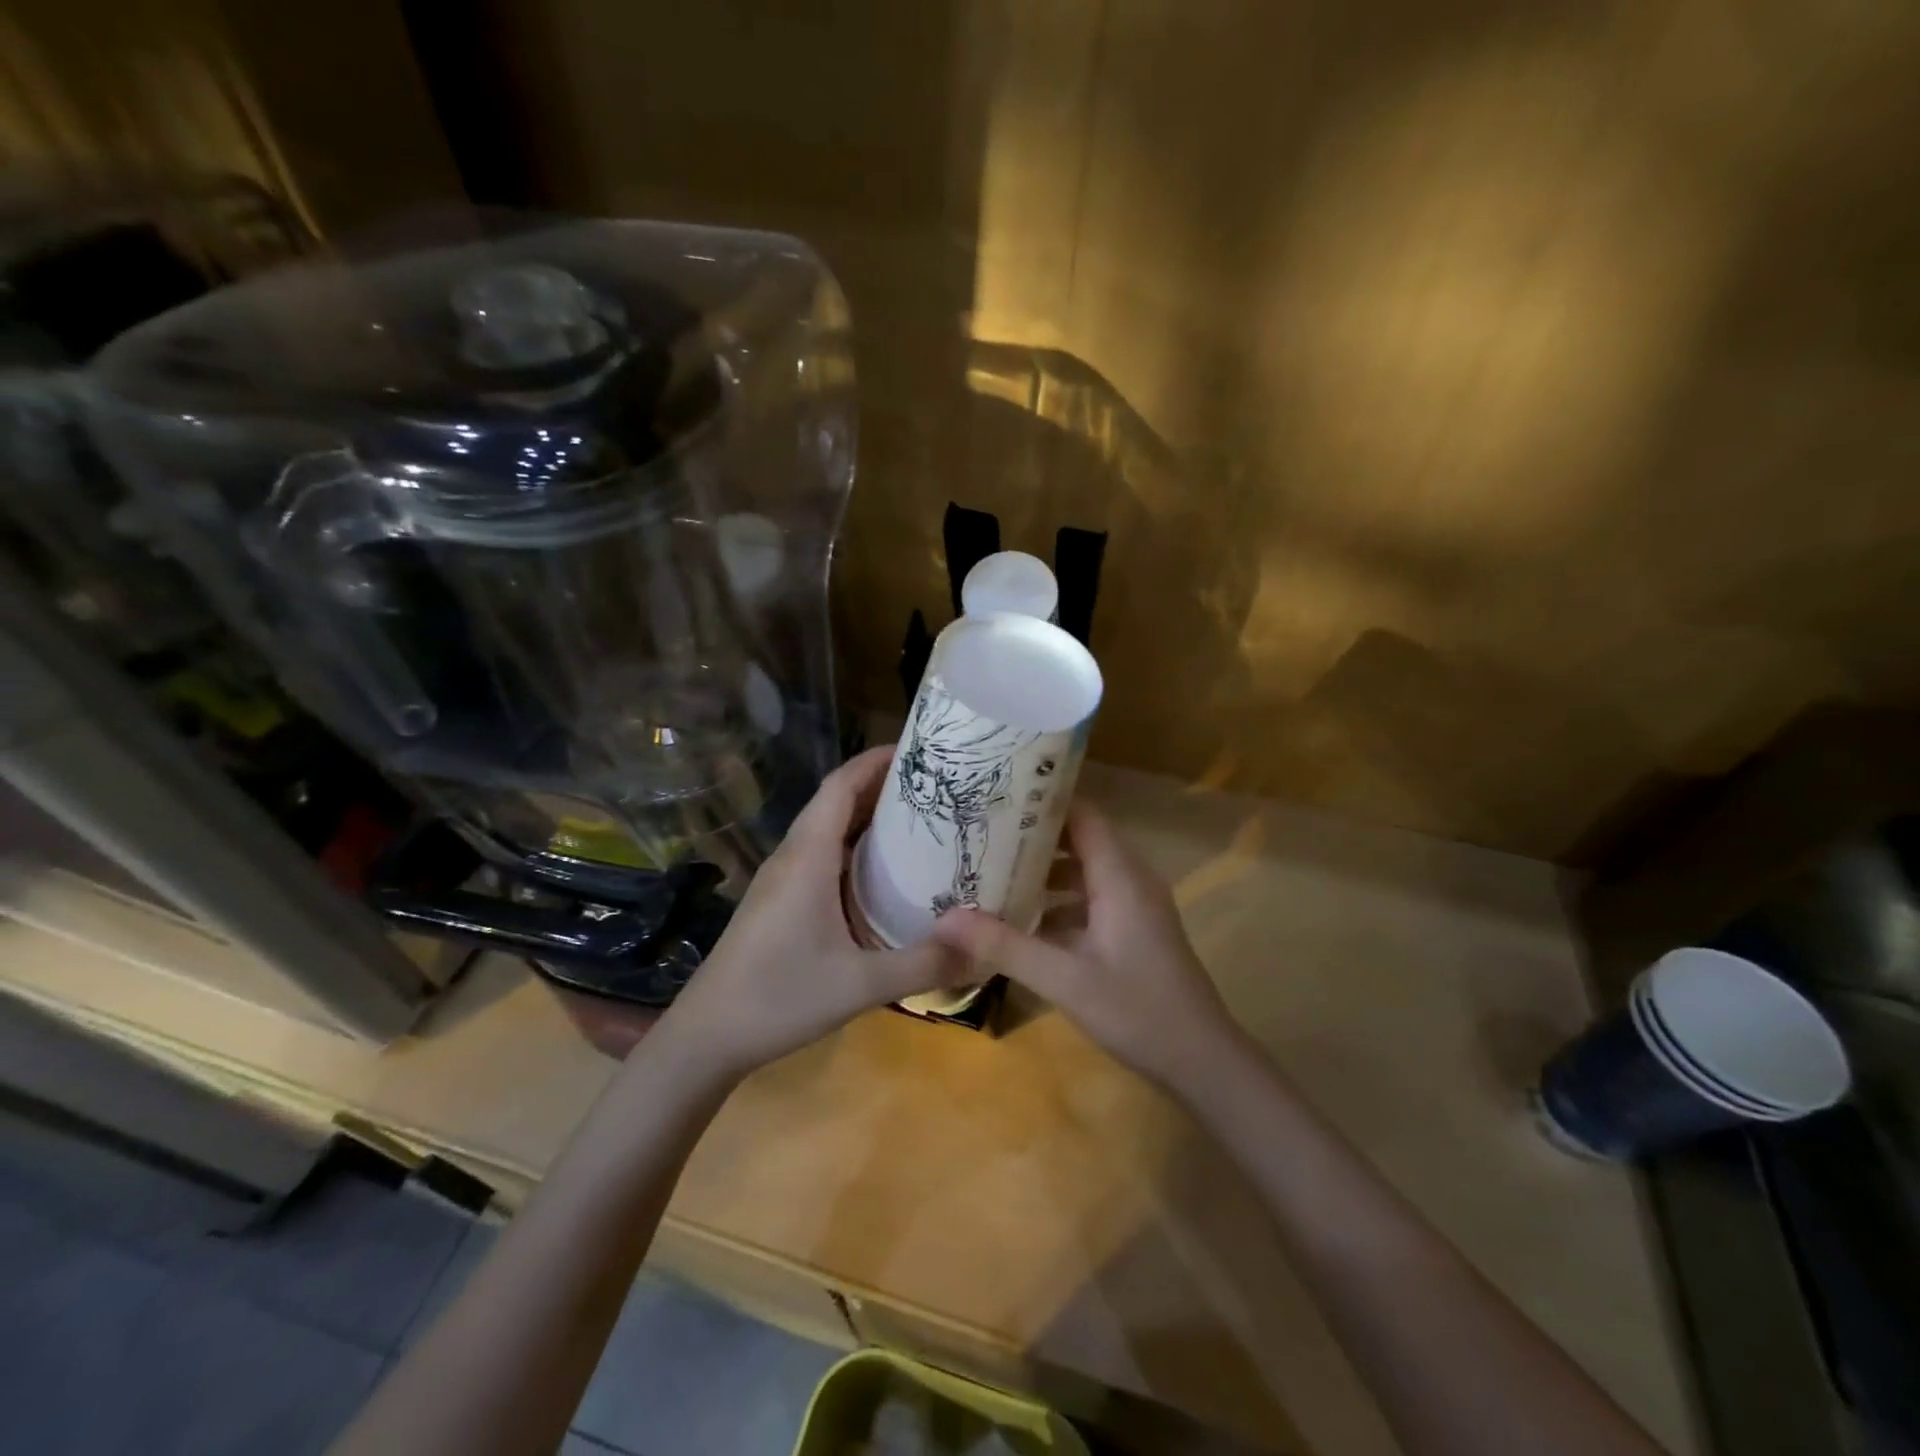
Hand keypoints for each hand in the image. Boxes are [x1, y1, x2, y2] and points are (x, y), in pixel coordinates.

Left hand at [659, 745, 968, 1077]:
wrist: (706, 1036)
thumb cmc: (778, 998)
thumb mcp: (860, 985)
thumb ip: (923, 964)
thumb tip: (982, 945)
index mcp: (808, 857)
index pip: (841, 785)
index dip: (876, 760)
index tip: (919, 750)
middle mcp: (793, 856)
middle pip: (836, 800)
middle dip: (881, 784)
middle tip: (936, 786)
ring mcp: (782, 878)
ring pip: (827, 827)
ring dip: (867, 814)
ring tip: (919, 819)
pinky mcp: (780, 899)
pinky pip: (821, 853)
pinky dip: (854, 845)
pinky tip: (882, 872)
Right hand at [930, 803, 1241, 1090]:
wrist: (1203, 1061)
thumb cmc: (1138, 1012)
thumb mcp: (1064, 980)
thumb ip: (1005, 947)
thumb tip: (944, 919)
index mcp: (1121, 877)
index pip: (1082, 815)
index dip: (1042, 801)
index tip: (996, 796)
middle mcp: (1131, 880)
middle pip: (1080, 839)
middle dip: (1032, 837)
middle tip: (981, 835)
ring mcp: (1135, 906)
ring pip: (1084, 872)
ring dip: (1043, 872)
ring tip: (992, 873)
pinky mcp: (1134, 930)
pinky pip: (1091, 899)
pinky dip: (1059, 902)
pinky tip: (1023, 922)